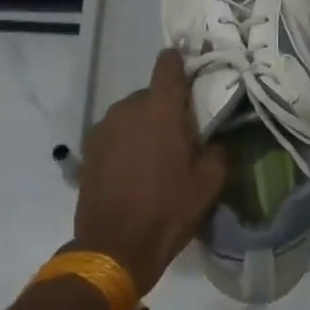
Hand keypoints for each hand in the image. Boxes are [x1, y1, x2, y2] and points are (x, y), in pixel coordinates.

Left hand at [73, 49, 227, 294]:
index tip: (191, 70)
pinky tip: (133, 169)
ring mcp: (104, 127)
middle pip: (151, 94)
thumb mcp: (209, 184)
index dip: (180, 61)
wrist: (114, 247)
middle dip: (165, 108)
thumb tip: (219, 140)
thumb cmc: (167, 209)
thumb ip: (220, 151)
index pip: (168, 64)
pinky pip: (114, 133)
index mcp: (161, 108)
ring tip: (155, 157)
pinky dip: (125, 143)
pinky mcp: (89, 148)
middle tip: (181, 135)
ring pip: (131, 114)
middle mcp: (129, 108)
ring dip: (143, 126)